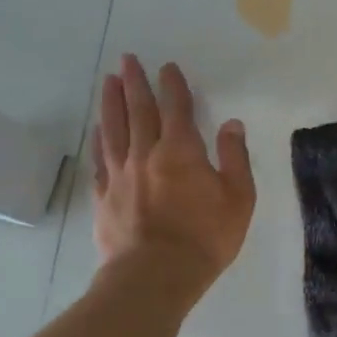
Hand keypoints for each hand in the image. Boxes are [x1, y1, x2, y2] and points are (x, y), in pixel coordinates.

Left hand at [92, 55, 254, 299]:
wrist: (154, 277)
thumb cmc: (204, 238)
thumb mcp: (238, 199)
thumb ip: (234, 158)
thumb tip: (231, 124)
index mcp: (181, 151)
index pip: (177, 108)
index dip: (173, 85)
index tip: (167, 66)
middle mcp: (146, 153)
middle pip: (138, 110)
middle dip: (134, 82)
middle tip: (127, 59)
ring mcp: (119, 174)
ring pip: (113, 128)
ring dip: (111, 102)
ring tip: (108, 81)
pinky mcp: (103, 196)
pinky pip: (99, 159)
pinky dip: (99, 139)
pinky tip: (97, 129)